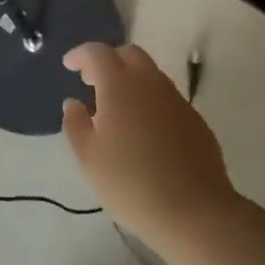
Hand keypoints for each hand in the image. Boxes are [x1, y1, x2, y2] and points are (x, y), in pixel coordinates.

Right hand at [61, 43, 237, 246]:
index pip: (97, 53)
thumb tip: (73, 103)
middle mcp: (150, 82)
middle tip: (91, 80)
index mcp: (119, 85)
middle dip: (108, 60)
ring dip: (130, 79)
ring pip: (150, 74)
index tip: (69, 65)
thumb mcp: (89, 158)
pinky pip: (166, 97)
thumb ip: (76, 124)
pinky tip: (144, 128)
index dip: (80, 55)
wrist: (195, 211)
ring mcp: (176, 99)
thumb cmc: (131, 183)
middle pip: (128, 54)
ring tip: (116, 106)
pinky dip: (149, 99)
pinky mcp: (195, 119)